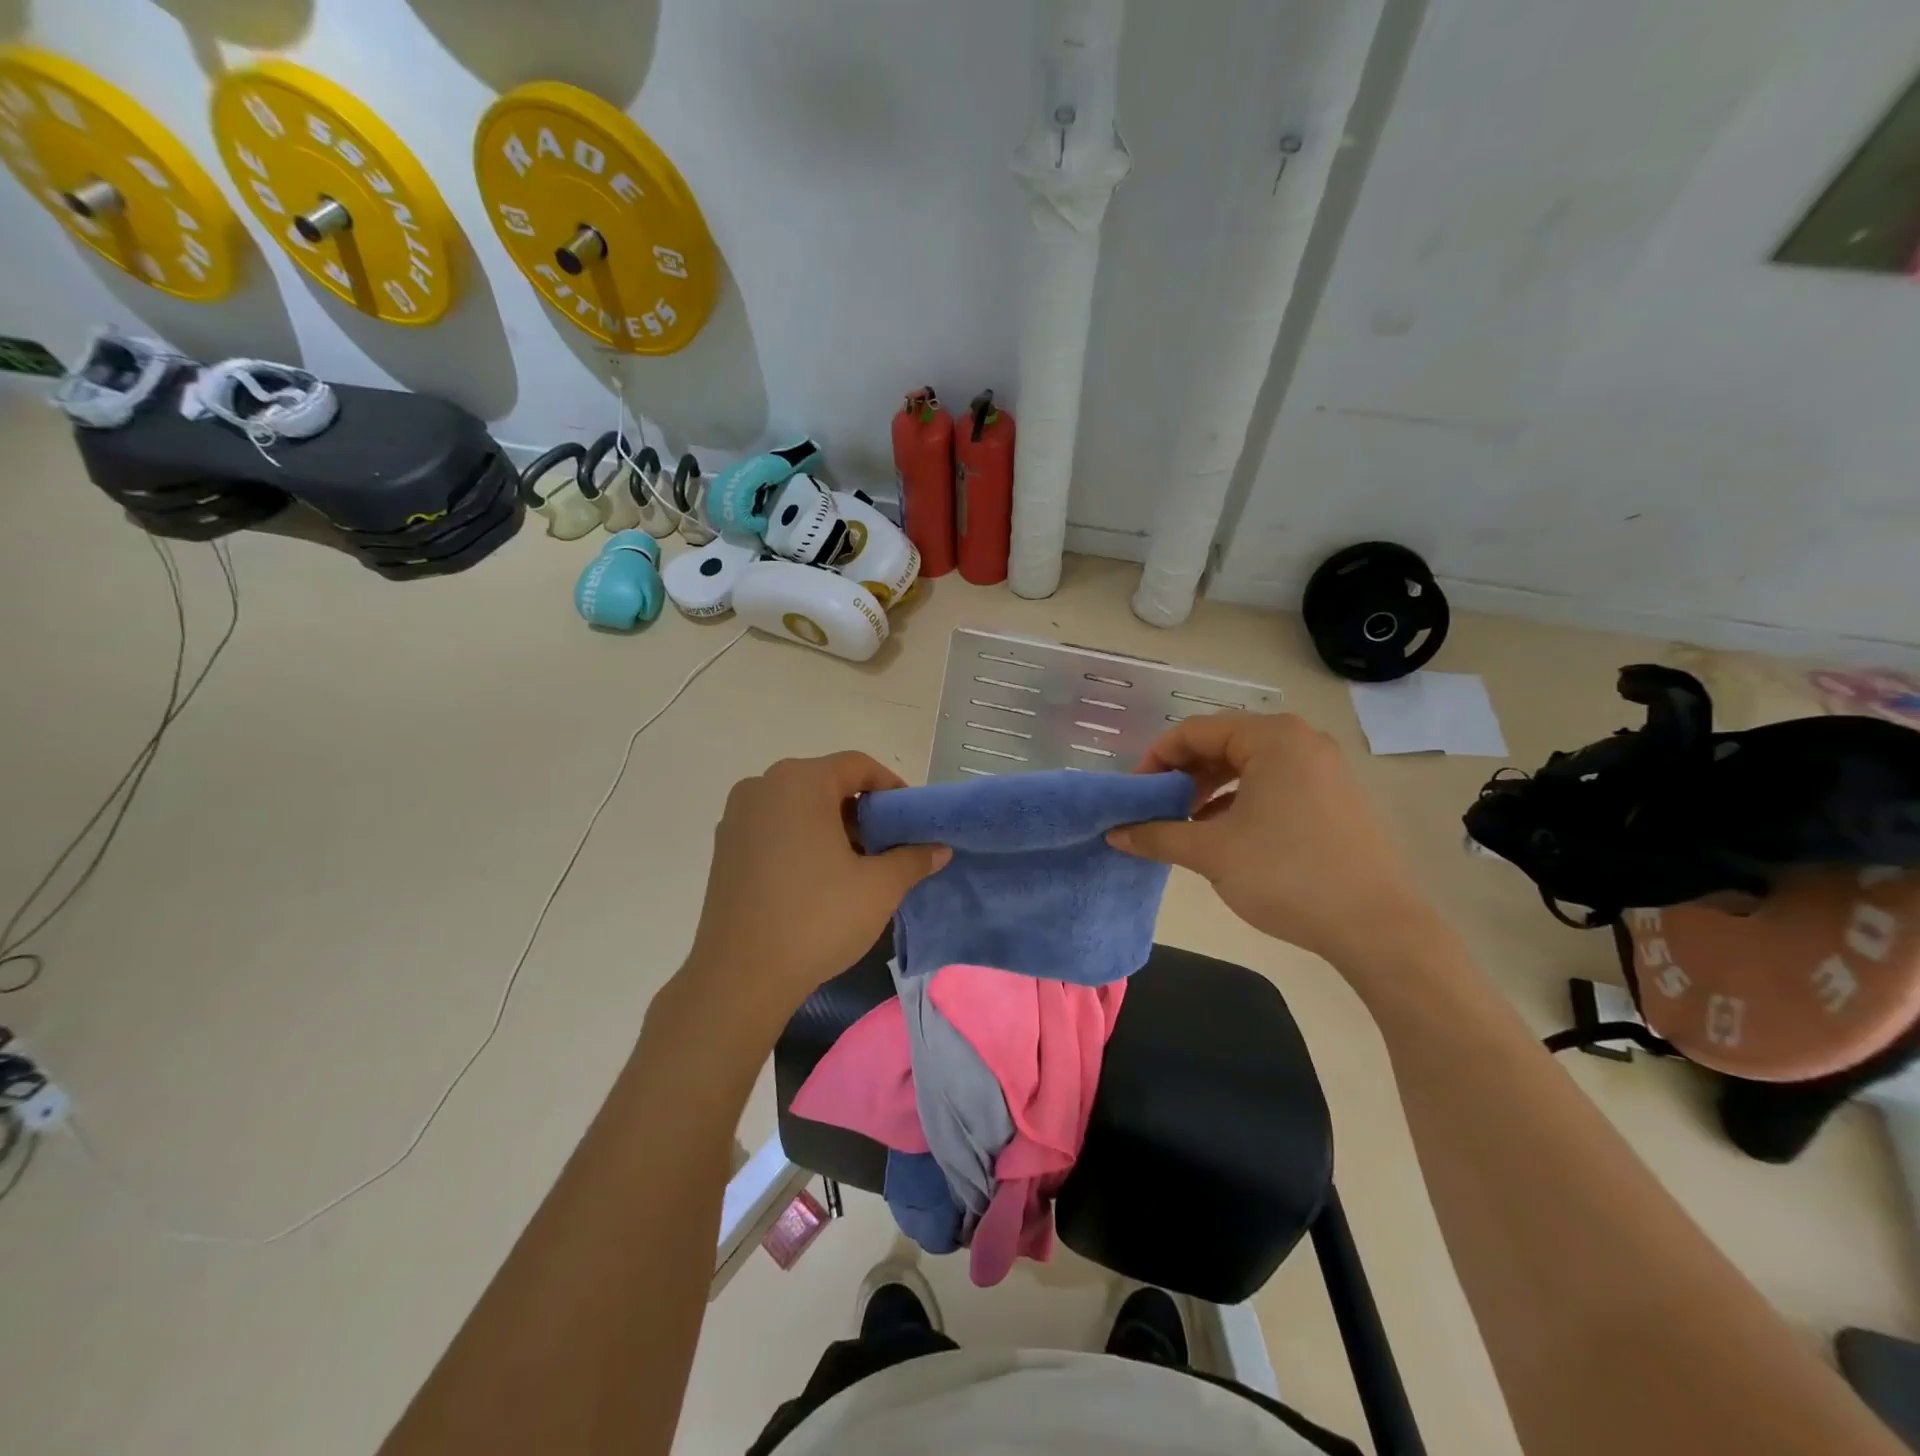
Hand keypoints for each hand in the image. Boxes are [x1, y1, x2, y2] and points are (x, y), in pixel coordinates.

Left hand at [680, 752, 949, 1019]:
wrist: (739, 977)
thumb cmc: (816, 919)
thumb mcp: (879, 887)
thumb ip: (913, 858)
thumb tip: (939, 848)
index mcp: (800, 781)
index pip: (857, 766)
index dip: (891, 788)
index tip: (910, 821)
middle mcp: (762, 786)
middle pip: (826, 782)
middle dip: (861, 810)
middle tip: (887, 844)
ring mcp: (737, 816)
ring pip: (798, 805)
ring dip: (831, 825)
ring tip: (855, 864)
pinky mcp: (724, 847)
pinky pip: (774, 827)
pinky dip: (801, 839)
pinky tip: (817, 878)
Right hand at [1108, 712, 1438, 965]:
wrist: (1378, 928)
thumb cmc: (1288, 875)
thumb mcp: (1211, 852)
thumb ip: (1157, 835)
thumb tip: (1114, 833)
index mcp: (1272, 738)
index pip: (1195, 731)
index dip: (1156, 759)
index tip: (1135, 794)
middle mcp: (1302, 741)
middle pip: (1223, 744)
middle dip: (1183, 775)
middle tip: (1157, 808)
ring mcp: (1325, 768)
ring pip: (1249, 766)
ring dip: (1210, 789)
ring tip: (1186, 822)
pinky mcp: (1336, 797)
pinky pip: (1275, 784)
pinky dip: (1241, 801)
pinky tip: (1225, 834)